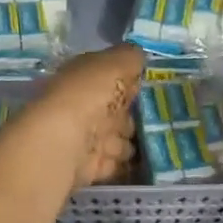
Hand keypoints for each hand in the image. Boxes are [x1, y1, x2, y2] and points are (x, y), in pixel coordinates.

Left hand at [28, 44, 144, 189]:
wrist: (63, 142)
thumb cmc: (88, 96)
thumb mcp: (114, 64)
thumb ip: (129, 58)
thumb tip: (138, 57)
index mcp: (83, 78)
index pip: (109, 78)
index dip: (129, 82)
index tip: (151, 89)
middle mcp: (82, 106)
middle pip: (114, 112)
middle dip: (132, 118)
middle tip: (159, 122)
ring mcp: (84, 138)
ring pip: (114, 140)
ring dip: (129, 144)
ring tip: (156, 145)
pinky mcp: (89, 166)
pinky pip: (113, 165)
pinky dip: (125, 166)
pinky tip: (144, 165)